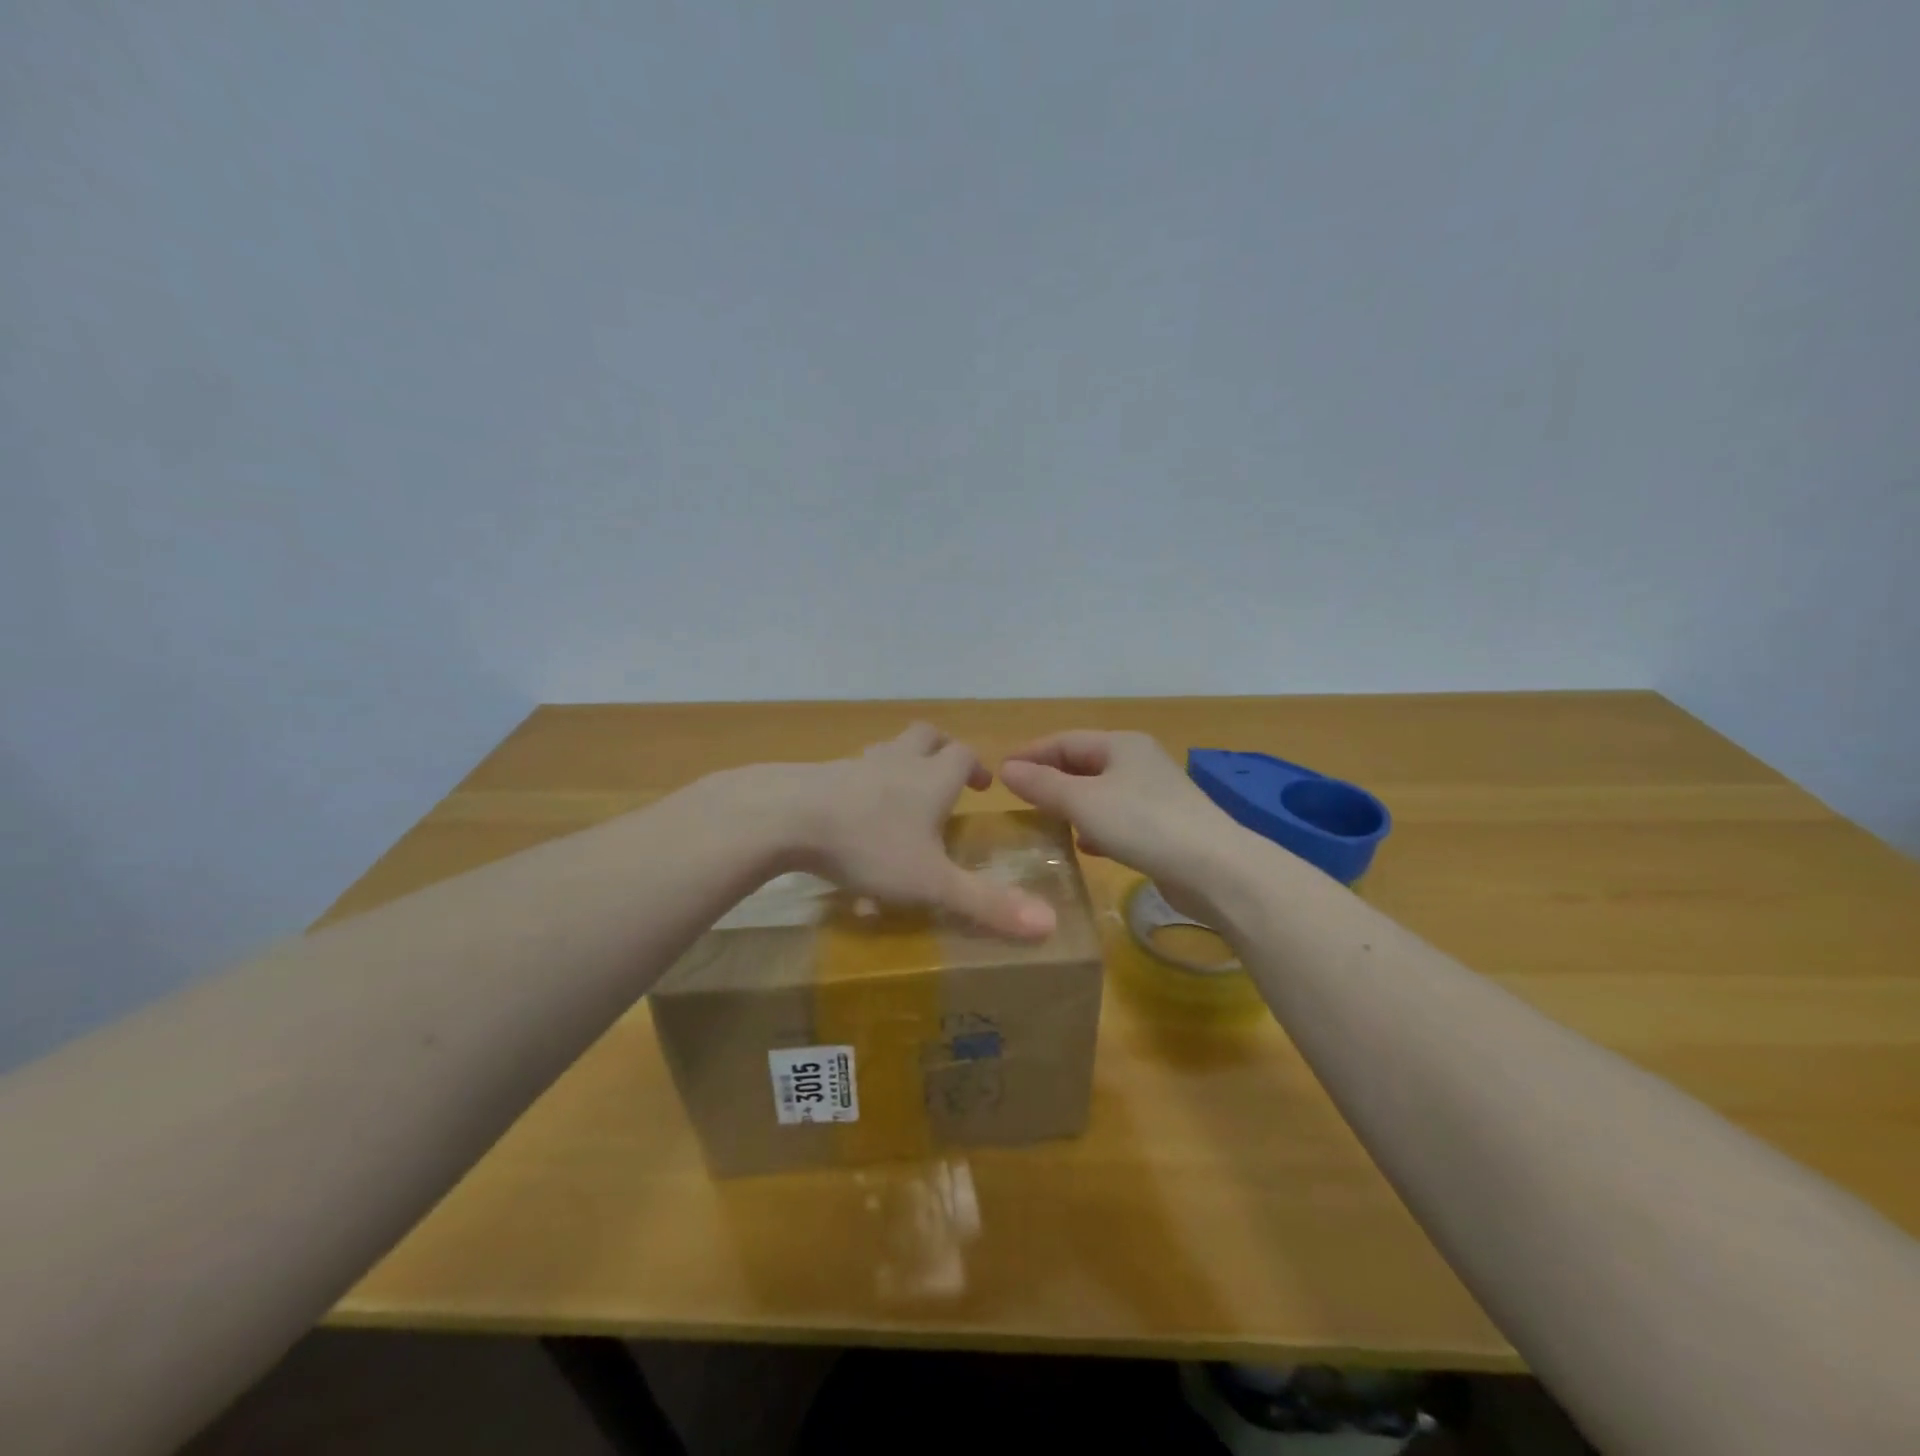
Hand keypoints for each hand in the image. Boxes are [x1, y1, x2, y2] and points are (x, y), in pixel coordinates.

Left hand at [749, 723, 1057, 938]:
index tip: (982, 786)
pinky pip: (850, 770)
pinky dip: (860, 782)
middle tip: (946, 776)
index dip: (976, 766)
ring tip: (899, 794)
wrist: (785, 816)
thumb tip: (1050, 925)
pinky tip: (850, 812)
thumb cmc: (869, 845)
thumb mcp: (931, 883)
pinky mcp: (820, 774)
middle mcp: (897, 762)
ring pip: (886, 749)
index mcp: (930, 779)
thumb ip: (986, 904)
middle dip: (940, 750)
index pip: (963, 755)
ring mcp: (856, 764)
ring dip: (899, 763)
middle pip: (925, 736)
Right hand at [998, 730, 1239, 912]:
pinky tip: (1084, 845)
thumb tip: (1007, 769)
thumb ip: (1043, 785)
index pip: (1065, 740)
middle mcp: (1139, 762)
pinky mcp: (1164, 826)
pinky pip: (1118, 818)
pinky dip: (1095, 826)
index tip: (1000, 772)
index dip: (1031, 753)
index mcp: (1121, 744)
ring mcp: (1154, 794)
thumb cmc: (1143, 823)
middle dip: (1050, 778)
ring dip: (1071, 804)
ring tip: (1043, 820)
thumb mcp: (1083, 802)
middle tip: (1018, 798)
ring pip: (1100, 792)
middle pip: (1083, 764)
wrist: (1215, 869)